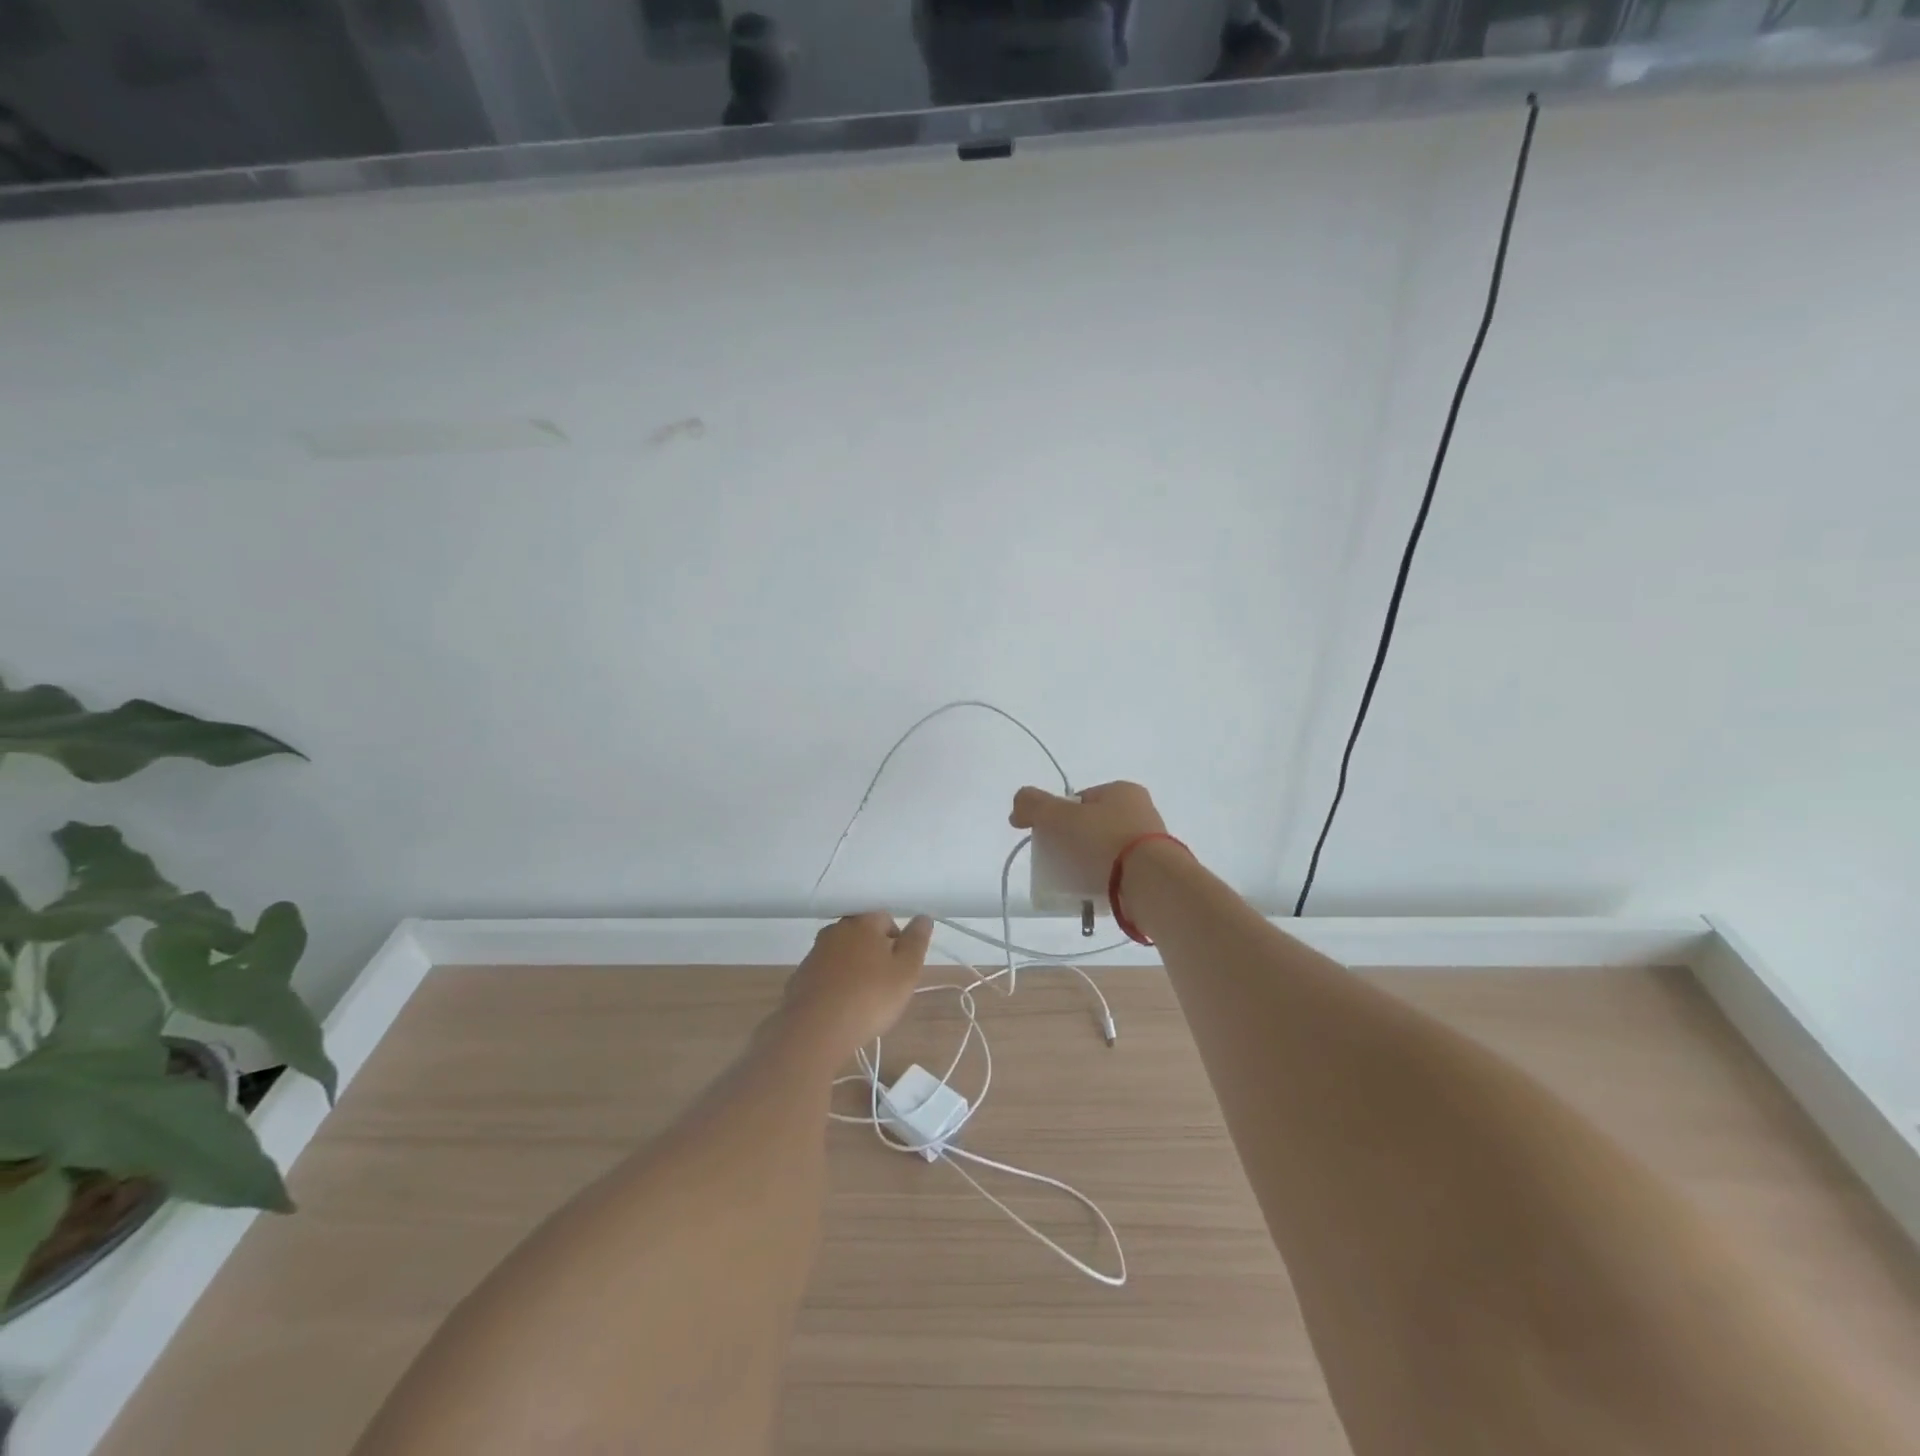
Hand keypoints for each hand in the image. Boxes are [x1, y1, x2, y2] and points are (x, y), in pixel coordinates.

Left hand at [782, 912, 932, 1055]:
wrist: (815, 1029)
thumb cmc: (869, 997)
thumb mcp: (906, 971)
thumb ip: (916, 941)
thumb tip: (922, 917)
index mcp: (863, 922)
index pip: (886, 919)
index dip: (898, 943)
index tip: (900, 970)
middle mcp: (836, 930)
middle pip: (862, 935)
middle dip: (875, 954)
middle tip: (884, 985)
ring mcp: (815, 953)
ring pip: (843, 954)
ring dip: (854, 969)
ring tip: (862, 999)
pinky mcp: (800, 976)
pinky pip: (825, 974)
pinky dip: (835, 984)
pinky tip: (840, 1007)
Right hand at [1010, 780, 1168, 893]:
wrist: (1151, 884)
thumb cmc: (1104, 842)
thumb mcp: (1060, 817)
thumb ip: (1033, 805)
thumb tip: (1017, 808)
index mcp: (1122, 790)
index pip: (1081, 799)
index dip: (1059, 816)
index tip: (1049, 837)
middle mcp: (1141, 811)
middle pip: (1093, 826)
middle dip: (1073, 843)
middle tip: (1059, 862)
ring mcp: (1152, 843)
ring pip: (1108, 852)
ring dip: (1090, 864)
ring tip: (1075, 882)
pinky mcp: (1156, 872)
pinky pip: (1121, 874)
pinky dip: (1106, 882)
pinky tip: (1094, 894)